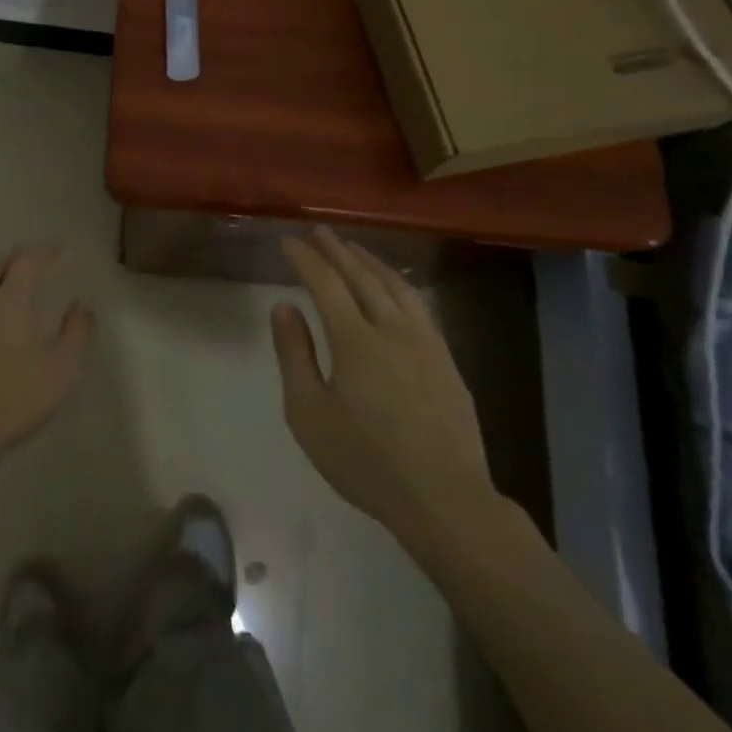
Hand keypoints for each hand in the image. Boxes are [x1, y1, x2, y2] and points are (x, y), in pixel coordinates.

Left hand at [0, 246, 93, 474]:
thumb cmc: (15, 398)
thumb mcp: (62, 370)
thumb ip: (77, 332)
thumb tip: (82, 305)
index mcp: (12, 299)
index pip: (28, 260)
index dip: (44, 252)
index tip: (59, 251)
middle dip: (16, 259)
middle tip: (31, 264)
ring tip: (1, 286)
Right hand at [272, 229, 500, 547]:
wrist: (444, 500)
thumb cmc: (365, 461)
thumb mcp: (309, 413)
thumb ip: (294, 354)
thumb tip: (284, 306)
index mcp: (355, 340)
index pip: (325, 282)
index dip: (305, 258)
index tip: (288, 241)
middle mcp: (392, 329)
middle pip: (362, 276)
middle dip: (337, 250)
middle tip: (319, 232)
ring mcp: (426, 343)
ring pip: (396, 286)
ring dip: (371, 261)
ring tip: (354, 249)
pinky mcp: (447, 360)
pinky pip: (419, 305)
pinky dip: (399, 284)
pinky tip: (395, 288)